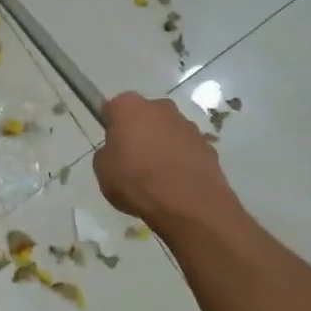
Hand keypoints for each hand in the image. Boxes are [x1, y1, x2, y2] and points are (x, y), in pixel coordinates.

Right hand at [93, 92, 236, 228]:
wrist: (187, 204)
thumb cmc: (136, 181)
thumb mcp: (103, 170)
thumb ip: (107, 153)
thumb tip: (118, 152)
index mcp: (128, 106)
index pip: (114, 108)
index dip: (111, 126)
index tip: (112, 145)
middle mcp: (160, 107)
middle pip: (144, 115)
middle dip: (139, 131)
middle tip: (133, 159)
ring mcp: (187, 125)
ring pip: (168, 131)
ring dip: (162, 145)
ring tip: (158, 176)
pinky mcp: (208, 145)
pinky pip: (187, 149)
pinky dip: (181, 160)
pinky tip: (177, 183)